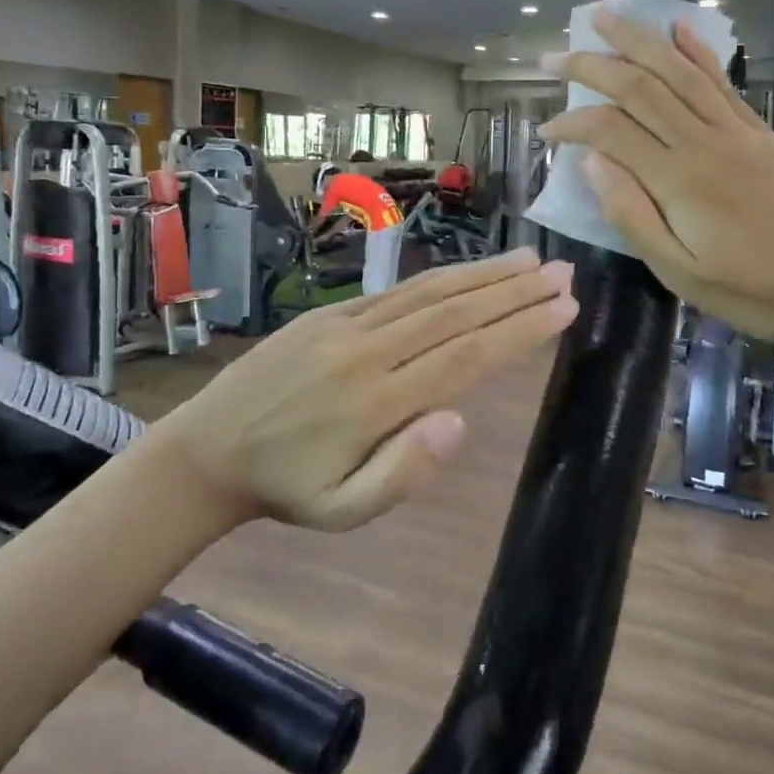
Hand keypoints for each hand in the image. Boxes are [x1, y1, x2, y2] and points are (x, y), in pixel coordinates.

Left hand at [164, 248, 577, 530]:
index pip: (464, 358)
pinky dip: (440, 279)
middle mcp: (367, 352)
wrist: (208, 448)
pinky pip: (395, 291)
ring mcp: (346, 326)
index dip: (518, 330)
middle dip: (514, 292)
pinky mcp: (329, 314)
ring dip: (483, 275)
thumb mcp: (341, 512)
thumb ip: (402, 472)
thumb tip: (459, 420)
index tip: (563, 307)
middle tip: (565, 272)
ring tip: (530, 261)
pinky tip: (468, 273)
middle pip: (454, 313)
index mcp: (376, 403)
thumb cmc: (286, 489)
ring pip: (427, 293)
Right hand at [538, 8, 773, 353]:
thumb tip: (592, 162)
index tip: (545, 132)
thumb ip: (633, 216)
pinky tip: (679, 28)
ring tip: (604, 17)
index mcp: (678, 180)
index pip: (610, 131)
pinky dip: (697, 51)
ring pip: (677, 71)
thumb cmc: (761, 290)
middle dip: (590, 66)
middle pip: (639, 87)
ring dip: (638, 39)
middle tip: (552, 58)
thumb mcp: (684, 274)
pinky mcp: (760, 132)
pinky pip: (721, 82)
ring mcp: (736, 131)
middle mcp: (704, 141)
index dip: (572, 124)